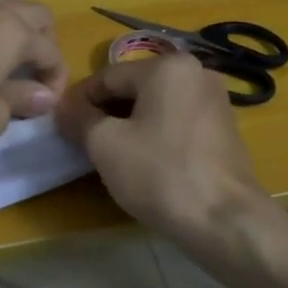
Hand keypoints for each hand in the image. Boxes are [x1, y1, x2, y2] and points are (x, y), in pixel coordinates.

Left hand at [0, 0, 68, 160]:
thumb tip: (41, 95)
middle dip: (43, 40)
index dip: (54, 78)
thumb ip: (19, 101)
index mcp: (13, 31)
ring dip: (13, 8)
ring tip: (8, 42)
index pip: (49, 50)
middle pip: (33, 11)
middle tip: (34, 75)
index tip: (45, 104)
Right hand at [54, 53, 268, 246]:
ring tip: (111, 156)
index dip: (79, 101)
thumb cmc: (160, 174)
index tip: (62, 127)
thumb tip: (63, 109)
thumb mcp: (105, 145)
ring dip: (130, 125)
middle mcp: (197, 73)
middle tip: (84, 144)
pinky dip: (156, 135)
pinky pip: (177, 122)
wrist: (225, 220)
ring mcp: (216, 101)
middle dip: (106, 114)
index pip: (107, 77)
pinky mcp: (224, 130)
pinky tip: (144, 163)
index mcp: (168, 66)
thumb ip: (79, 119)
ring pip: (156, 106)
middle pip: (134, 88)